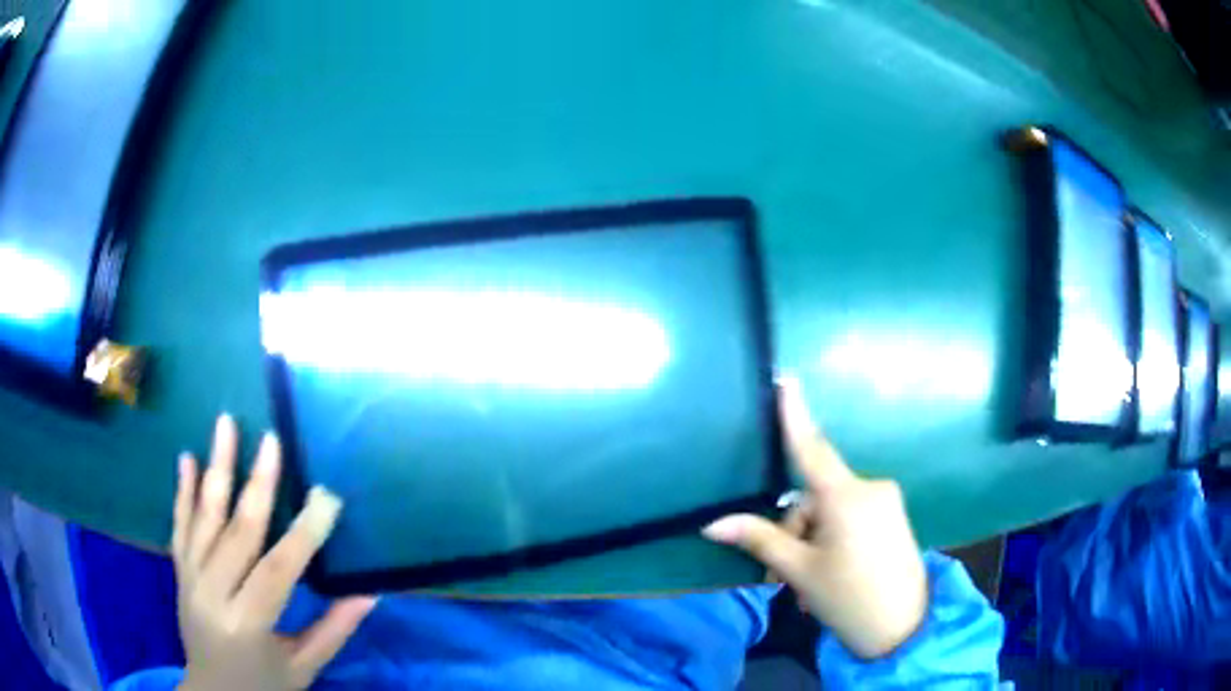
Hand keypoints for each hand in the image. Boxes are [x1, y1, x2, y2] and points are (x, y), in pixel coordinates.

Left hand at [171, 414, 375, 690]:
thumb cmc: (264, 686)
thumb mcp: (304, 668)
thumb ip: (333, 630)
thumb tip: (368, 593)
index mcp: (248, 624)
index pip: (278, 571)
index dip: (304, 534)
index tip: (327, 497)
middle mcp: (213, 594)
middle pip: (236, 533)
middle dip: (258, 484)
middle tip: (272, 440)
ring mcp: (190, 579)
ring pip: (204, 518)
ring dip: (216, 468)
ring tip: (225, 424)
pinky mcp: (178, 571)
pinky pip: (179, 525)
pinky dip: (183, 492)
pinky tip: (187, 459)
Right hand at [703, 378, 926, 658]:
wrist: (904, 628)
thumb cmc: (848, 598)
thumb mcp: (800, 571)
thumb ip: (760, 540)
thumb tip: (713, 524)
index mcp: (847, 497)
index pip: (811, 449)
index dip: (795, 415)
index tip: (786, 379)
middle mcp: (870, 488)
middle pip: (814, 497)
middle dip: (793, 531)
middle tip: (783, 576)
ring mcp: (885, 502)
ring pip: (830, 511)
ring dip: (811, 541)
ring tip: (806, 585)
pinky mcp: (892, 517)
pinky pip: (850, 517)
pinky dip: (832, 539)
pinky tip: (828, 574)